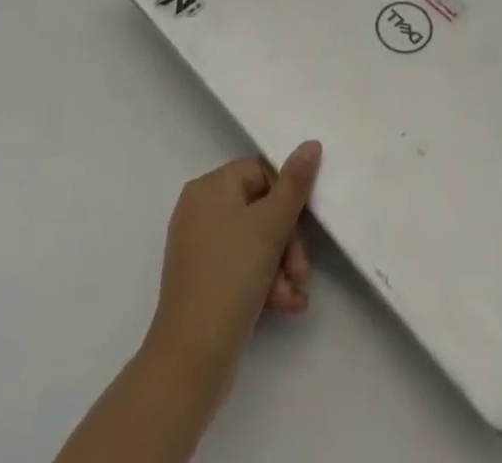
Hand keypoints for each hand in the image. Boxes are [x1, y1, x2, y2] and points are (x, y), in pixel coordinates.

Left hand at [143, 141, 322, 400]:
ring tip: (294, 296)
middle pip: (260, 209)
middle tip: (301, 270)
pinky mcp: (203, 281)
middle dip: (287, 241)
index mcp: (209, 187)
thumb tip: (311, 143)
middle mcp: (200, 210)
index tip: (304, 226)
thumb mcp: (269, 226)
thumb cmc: (230, 277)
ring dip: (281, 266)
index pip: (261, 172)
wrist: (190, 359)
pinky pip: (241, 267)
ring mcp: (199, 248)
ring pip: (254, 242)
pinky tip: (285, 306)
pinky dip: (265, 282)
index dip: (286, 198)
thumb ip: (295, 184)